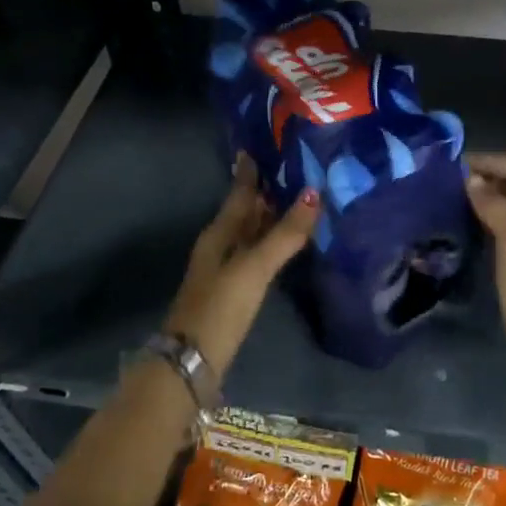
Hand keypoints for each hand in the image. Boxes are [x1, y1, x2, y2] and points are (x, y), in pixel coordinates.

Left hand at [165, 156, 319, 383]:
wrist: (191, 362)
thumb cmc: (220, 308)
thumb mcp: (253, 268)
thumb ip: (284, 235)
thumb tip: (314, 193)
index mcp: (219, 233)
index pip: (239, 193)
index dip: (251, 171)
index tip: (266, 144)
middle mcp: (221, 245)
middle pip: (245, 210)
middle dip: (267, 189)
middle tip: (296, 166)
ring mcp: (227, 269)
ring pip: (251, 232)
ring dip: (271, 216)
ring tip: (300, 198)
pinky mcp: (235, 290)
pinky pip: (257, 254)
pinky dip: (273, 242)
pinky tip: (288, 243)